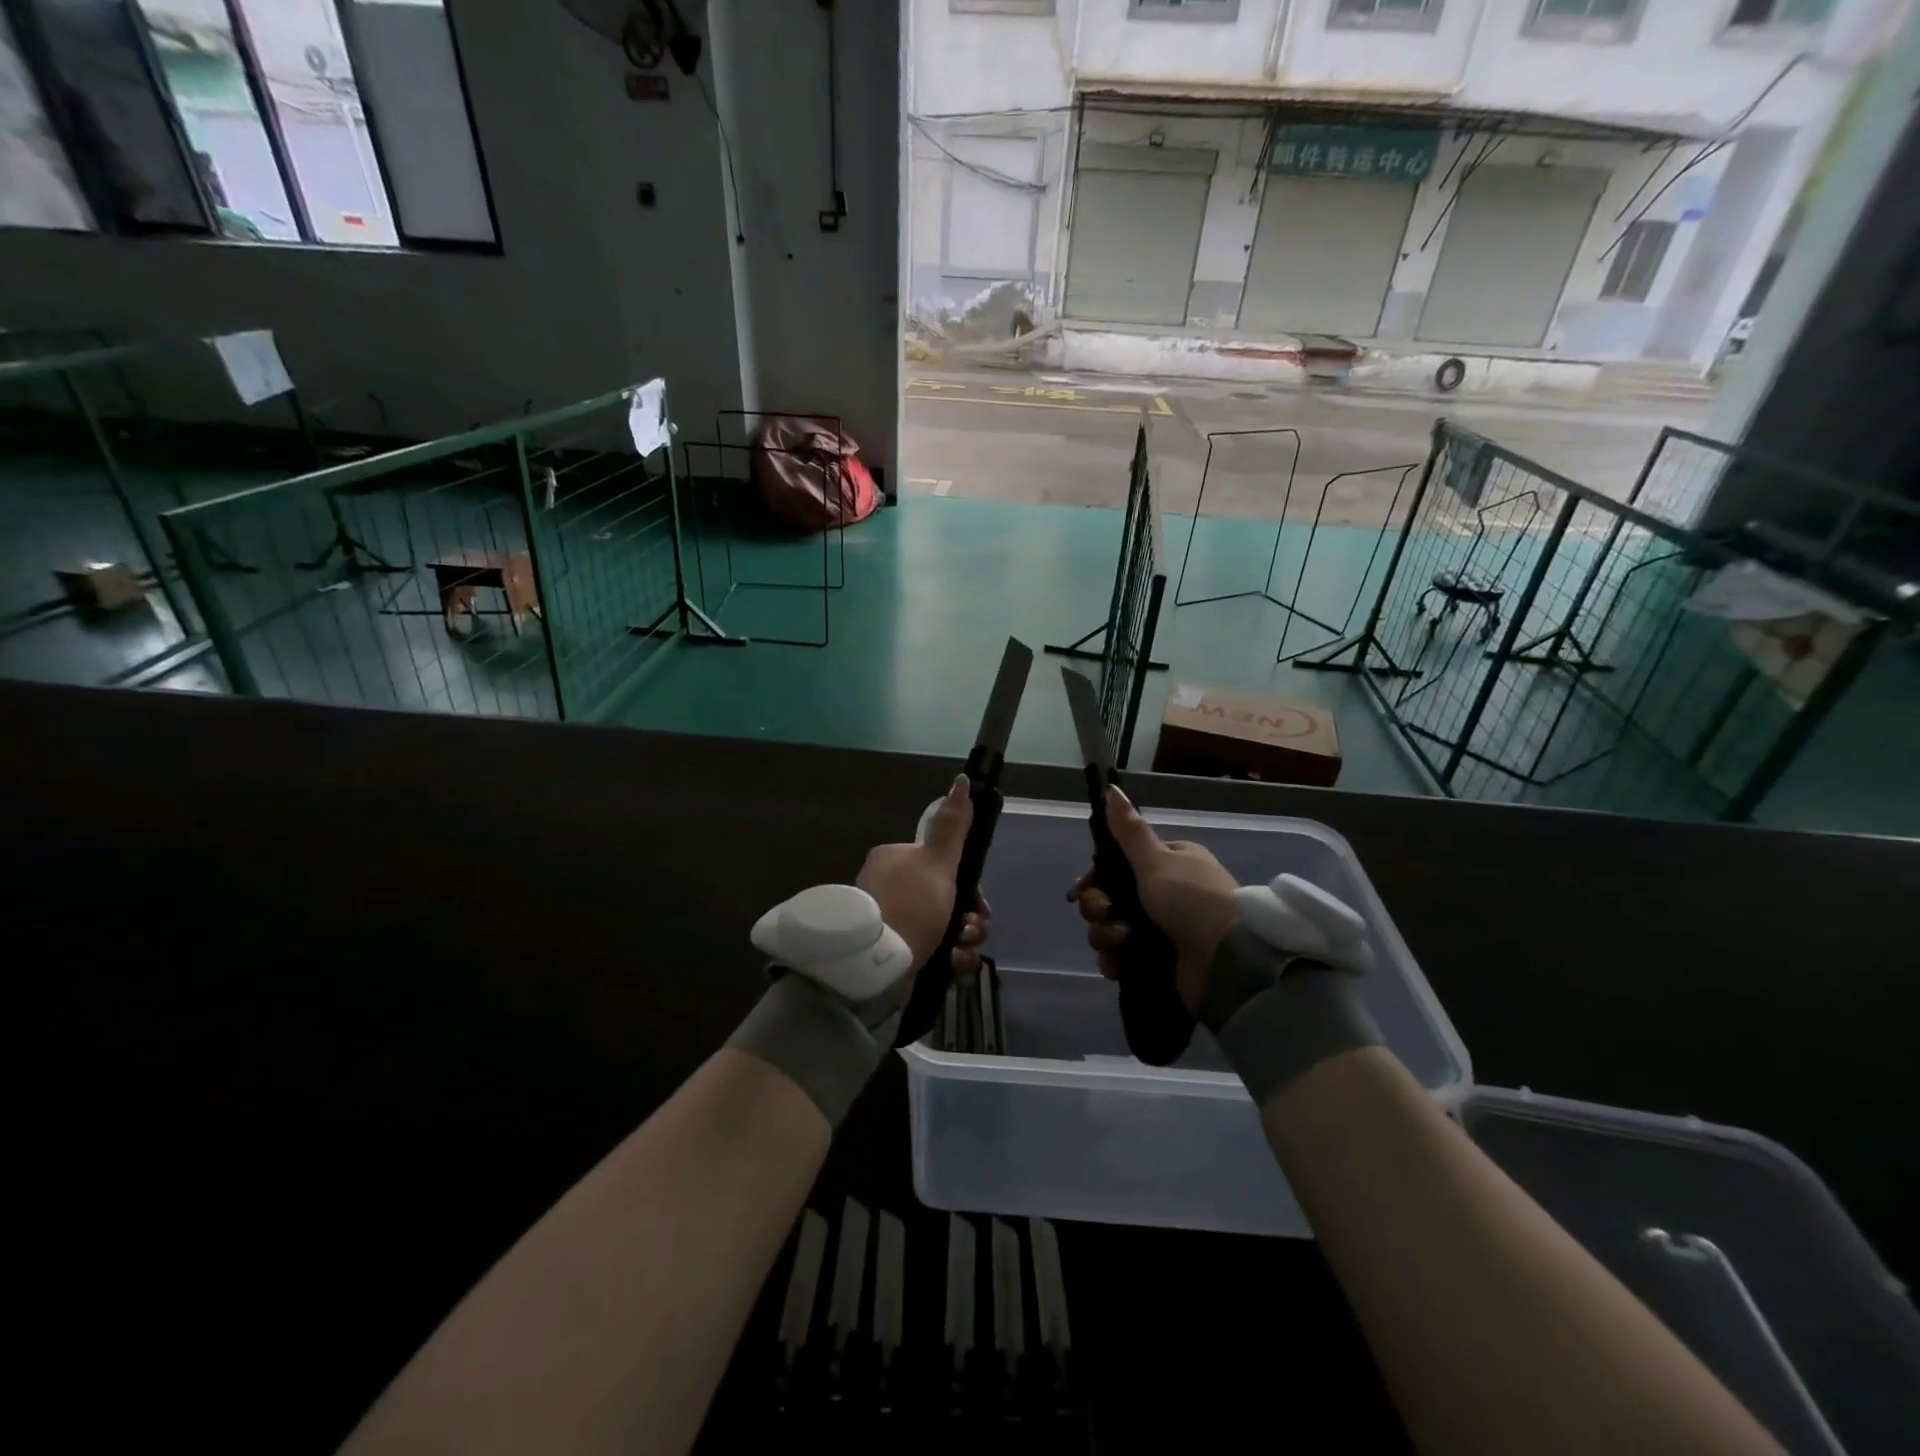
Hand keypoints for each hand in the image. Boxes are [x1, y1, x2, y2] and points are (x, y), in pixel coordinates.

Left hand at [856, 775, 989, 977]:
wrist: (874, 967)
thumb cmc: (910, 906)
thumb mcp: (937, 862)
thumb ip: (952, 826)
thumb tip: (962, 780)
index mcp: (895, 860)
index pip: (943, 867)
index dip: (970, 886)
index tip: (979, 904)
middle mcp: (890, 887)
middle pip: (947, 898)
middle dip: (969, 918)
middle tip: (971, 930)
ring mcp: (890, 922)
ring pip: (943, 927)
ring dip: (964, 941)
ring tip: (960, 952)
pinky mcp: (892, 954)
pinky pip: (931, 952)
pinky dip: (949, 959)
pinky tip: (953, 966)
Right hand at [1068, 786, 1238, 1017]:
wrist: (1228, 960)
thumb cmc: (1192, 900)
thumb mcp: (1158, 860)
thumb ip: (1130, 831)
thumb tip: (1111, 788)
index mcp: (1169, 864)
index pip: (1117, 865)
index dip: (1094, 877)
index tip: (1080, 890)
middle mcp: (1165, 894)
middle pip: (1110, 897)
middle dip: (1098, 908)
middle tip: (1106, 915)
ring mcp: (1162, 929)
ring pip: (1111, 928)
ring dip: (1106, 936)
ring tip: (1120, 943)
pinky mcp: (1159, 961)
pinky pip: (1123, 957)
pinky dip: (1116, 960)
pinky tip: (1118, 964)